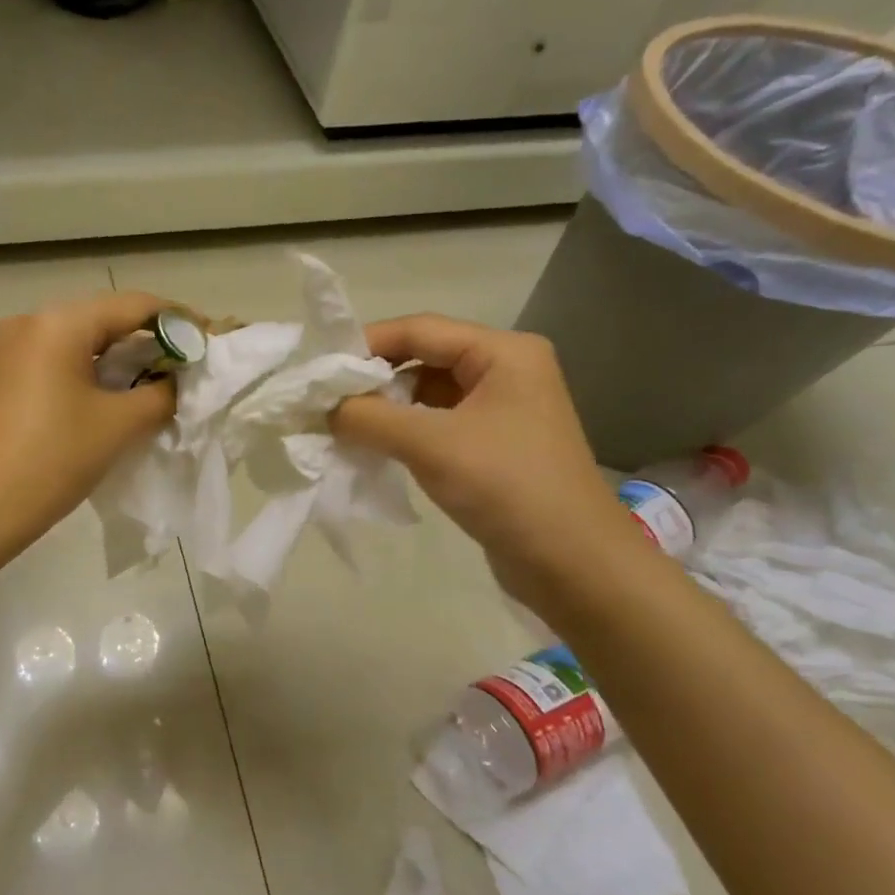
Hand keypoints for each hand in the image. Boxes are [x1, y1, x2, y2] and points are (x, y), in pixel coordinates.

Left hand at [0, 291, 175, 564]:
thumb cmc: (53, 461)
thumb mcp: (119, 425)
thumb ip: (161, 392)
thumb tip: (178, 379)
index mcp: (59, 322)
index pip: (133, 305)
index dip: (178, 320)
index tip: (208, 341)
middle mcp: (28, 321)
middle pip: (102, 319)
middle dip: (145, 341)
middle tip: (181, 367)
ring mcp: (5, 347)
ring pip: (75, 340)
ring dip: (114, 358)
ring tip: (148, 384)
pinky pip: (50, 359)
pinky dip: (83, 371)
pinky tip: (102, 398)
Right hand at [330, 315, 643, 602]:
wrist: (574, 565)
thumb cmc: (507, 487)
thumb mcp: (429, 444)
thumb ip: (368, 417)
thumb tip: (321, 406)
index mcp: (503, 353)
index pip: (420, 329)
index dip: (366, 344)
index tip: (319, 368)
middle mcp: (506, 371)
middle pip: (423, 357)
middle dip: (374, 377)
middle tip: (325, 399)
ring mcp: (502, 410)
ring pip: (427, 392)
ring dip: (386, 406)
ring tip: (342, 424)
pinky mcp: (494, 445)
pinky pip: (438, 423)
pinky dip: (404, 430)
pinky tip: (374, 446)